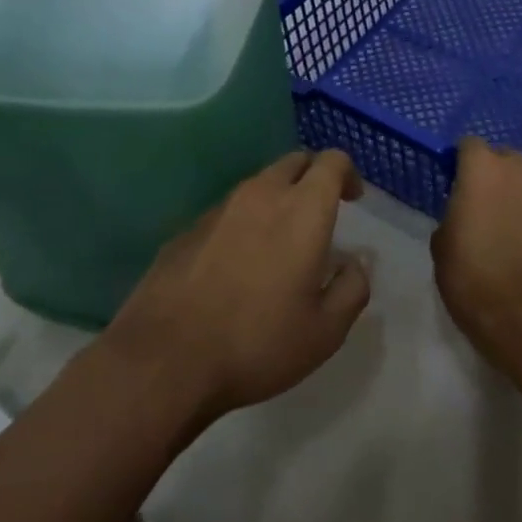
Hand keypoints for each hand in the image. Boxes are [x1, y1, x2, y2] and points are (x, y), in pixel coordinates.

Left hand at [102, 150, 370, 420]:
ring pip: (259, 184)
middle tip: (321, 213)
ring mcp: (219, 208)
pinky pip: (228, 211)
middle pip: (294, 162)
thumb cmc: (258, 342)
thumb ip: (352, 288)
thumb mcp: (325, 331)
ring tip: (280, 240)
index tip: (353, 199)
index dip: (348, 173)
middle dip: (313, 177)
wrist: (165, 359)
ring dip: (278, 198)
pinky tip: (239, 263)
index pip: (332, 161)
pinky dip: (244, 221)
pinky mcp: (188, 227)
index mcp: (302, 209)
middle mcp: (261, 194)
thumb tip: (355, 264)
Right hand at [433, 137, 521, 356]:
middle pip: (508, 157)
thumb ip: (457, 208)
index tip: (463, 188)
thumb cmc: (470, 279)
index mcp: (481, 168)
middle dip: (500, 177)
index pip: (471, 145)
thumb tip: (469, 205)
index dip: (466, 166)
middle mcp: (521, 165)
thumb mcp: (442, 240)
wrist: (521, 318)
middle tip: (496, 209)